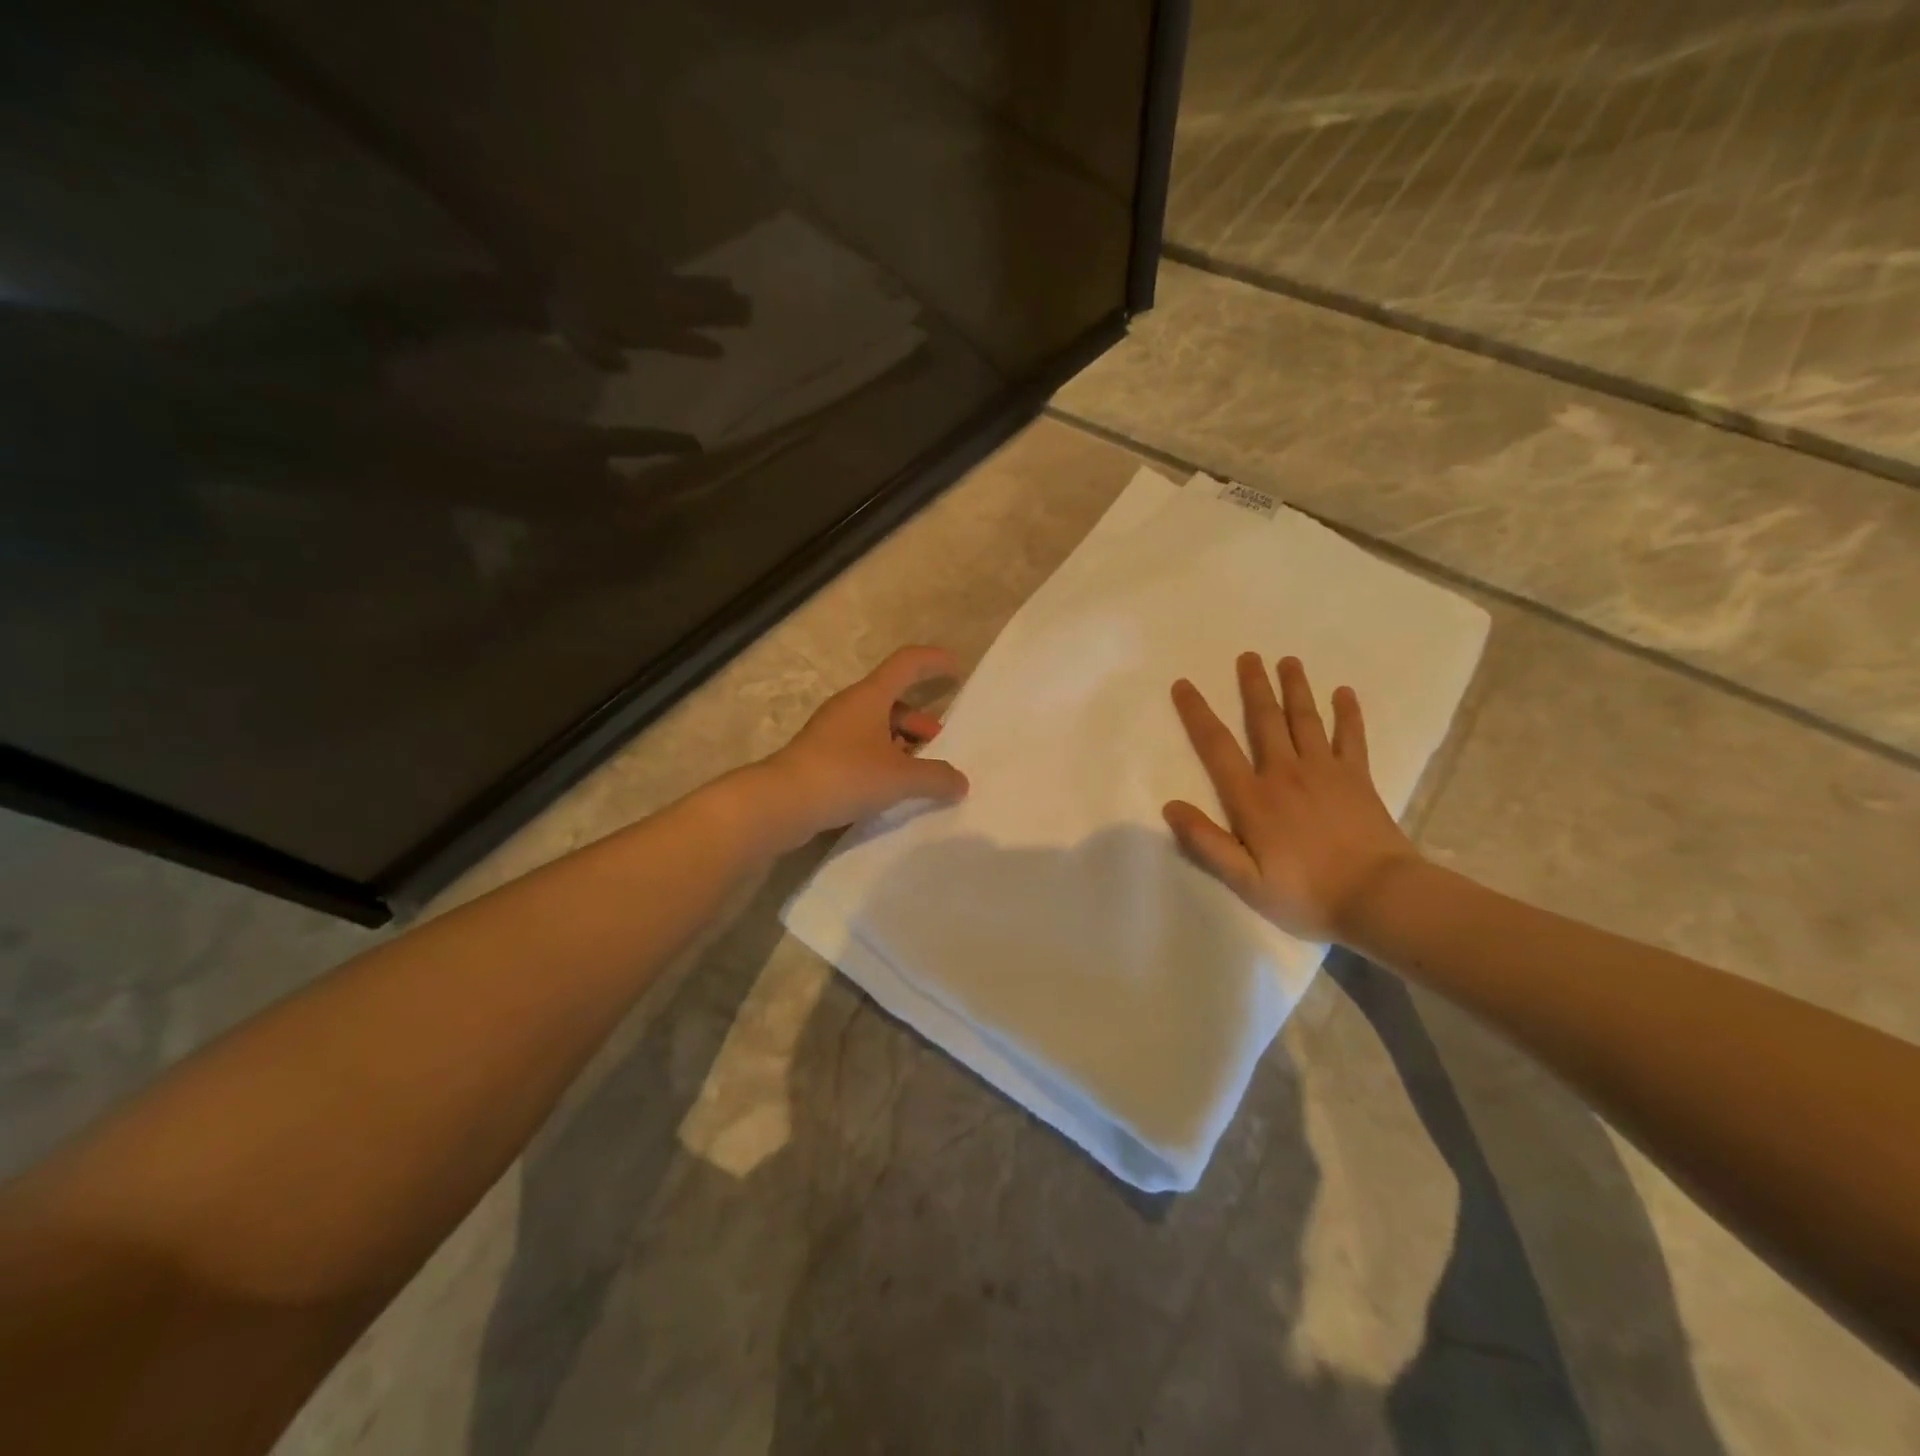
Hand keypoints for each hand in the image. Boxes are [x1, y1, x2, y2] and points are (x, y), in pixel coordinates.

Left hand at [757, 646, 969, 846]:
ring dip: (902, 742)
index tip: (958, 668)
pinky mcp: (821, 757)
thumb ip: (935, 778)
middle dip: (921, 719)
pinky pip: (862, 748)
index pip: (907, 663)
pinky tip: (892, 788)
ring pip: (876, 727)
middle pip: (893, 700)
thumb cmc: (845, 775)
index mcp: (870, 696)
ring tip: (920, 771)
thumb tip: (961, 782)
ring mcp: (832, 732)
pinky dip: (883, 760)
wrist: (781, 803)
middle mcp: (850, 707)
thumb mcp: (900, 778)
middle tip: (940, 743)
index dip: (934, 661)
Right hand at [1165, 654, 1417, 941]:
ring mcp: (1325, 772)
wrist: (1378, 897)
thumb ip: (1206, 842)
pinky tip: (1344, 693)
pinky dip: (1348, 714)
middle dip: (1253, 686)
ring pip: (1305, 719)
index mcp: (1253, 798)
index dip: (1197, 713)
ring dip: (1295, 688)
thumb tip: (1170, 806)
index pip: (1217, 746)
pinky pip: (1351, 737)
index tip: (1184, 684)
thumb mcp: (1245, 880)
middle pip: (1265, 720)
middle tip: (1247, 656)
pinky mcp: (1358, 778)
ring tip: (1288, 660)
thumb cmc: (1305, 893)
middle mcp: (1285, 773)